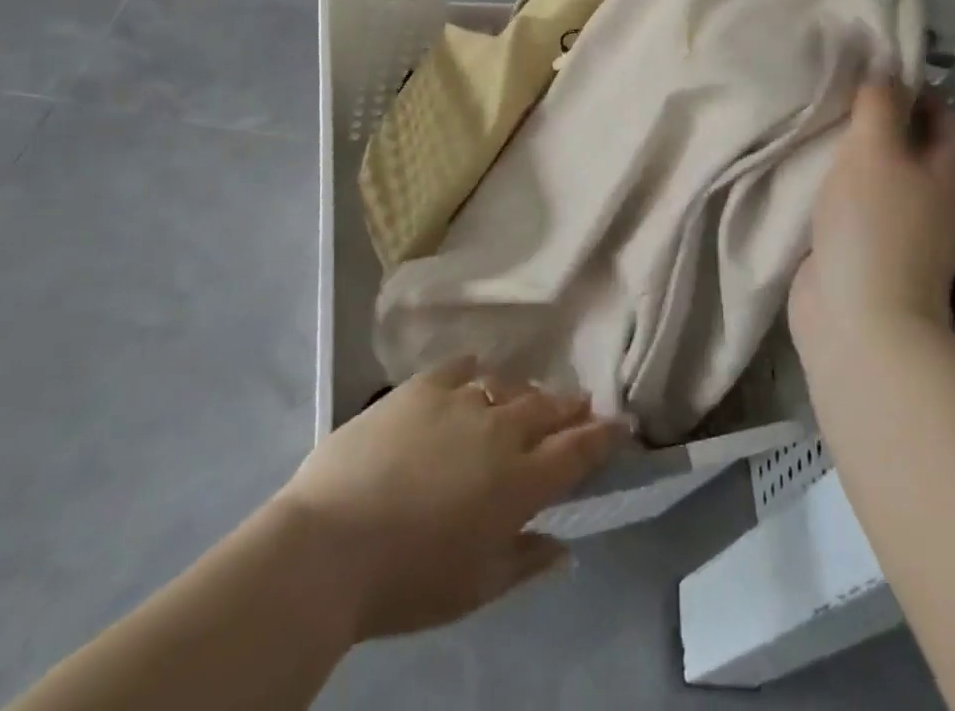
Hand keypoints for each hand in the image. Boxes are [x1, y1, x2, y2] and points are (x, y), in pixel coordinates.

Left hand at [279, 358, 630, 639]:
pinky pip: (459, 367)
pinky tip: (475, 373)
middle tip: (582, 401)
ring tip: (529, 395)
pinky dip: (474, 370)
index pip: (578, 450)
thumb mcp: (476, 587)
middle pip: (548, 408)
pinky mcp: (421, 387)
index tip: (623, 422)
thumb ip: (525, 560)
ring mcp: (461, 401)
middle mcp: (501, 430)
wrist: (331, 544)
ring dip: (525, 391)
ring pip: (508, 385)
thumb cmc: (408, 581)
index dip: (605, 435)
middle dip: (570, 405)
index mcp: (521, 482)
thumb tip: (564, 546)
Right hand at [790, 78, 954, 348]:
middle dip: (878, 117)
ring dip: (856, 151)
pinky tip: (813, 169)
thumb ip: (880, 102)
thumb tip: (886, 66)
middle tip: (837, 96)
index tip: (866, 73)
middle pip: (912, 140)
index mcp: (953, 168)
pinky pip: (862, 199)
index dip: (910, 87)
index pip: (943, 111)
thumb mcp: (875, 148)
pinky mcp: (875, 245)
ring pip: (885, 171)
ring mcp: (908, 224)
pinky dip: (842, 182)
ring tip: (820, 125)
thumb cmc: (874, 222)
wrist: (860, 318)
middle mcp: (939, 194)